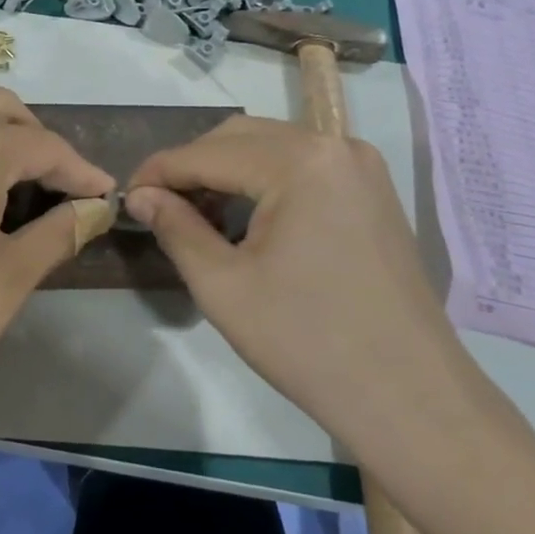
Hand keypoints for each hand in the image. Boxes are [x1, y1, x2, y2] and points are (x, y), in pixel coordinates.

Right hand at [127, 116, 492, 463]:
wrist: (409, 396)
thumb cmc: (307, 341)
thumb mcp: (224, 286)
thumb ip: (176, 228)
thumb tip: (141, 195)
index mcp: (300, 161)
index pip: (208, 152)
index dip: (159, 171)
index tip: (125, 196)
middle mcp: (336, 146)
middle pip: (242, 138)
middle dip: (193, 166)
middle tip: (158, 206)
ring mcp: (362, 168)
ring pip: (274, 149)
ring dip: (228, 172)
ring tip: (195, 214)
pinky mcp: (373, 193)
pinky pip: (305, 168)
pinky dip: (265, 182)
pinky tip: (246, 218)